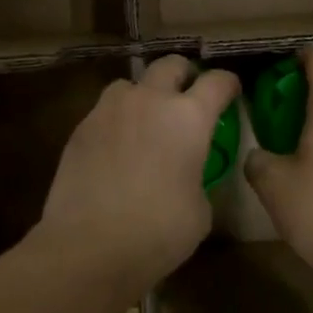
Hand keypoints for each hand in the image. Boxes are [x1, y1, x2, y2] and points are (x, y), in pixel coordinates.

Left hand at [35, 56, 239, 293]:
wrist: (89, 246)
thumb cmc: (158, 232)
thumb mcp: (200, 210)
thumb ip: (197, 177)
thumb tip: (186, 175)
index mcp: (189, 118)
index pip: (217, 82)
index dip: (229, 84)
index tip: (232, 92)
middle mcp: (149, 101)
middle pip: (171, 66)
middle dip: (185, 75)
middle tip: (189, 96)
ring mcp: (109, 111)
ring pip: (131, 84)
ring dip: (144, 95)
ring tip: (146, 121)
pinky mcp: (80, 129)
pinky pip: (105, 112)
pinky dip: (117, 121)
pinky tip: (117, 149)